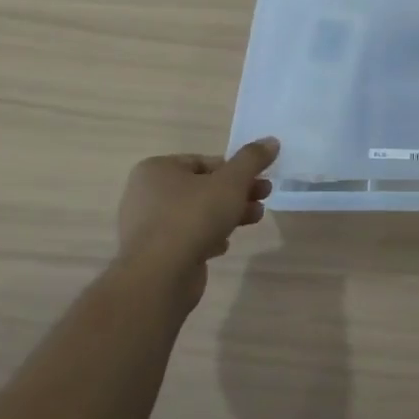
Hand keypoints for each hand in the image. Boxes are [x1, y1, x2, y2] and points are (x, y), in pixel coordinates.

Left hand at [117, 139, 279, 304]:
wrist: (159, 277)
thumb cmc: (193, 217)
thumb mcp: (231, 182)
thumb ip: (252, 159)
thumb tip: (271, 141)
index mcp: (157, 169)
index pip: (204, 161)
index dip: (236, 169)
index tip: (259, 179)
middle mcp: (146, 194)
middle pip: (203, 187)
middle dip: (237, 192)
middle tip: (264, 197)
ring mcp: (147, 226)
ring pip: (197, 213)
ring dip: (228, 214)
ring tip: (255, 219)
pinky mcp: (153, 254)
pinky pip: (186, 238)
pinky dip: (207, 237)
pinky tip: (223, 245)